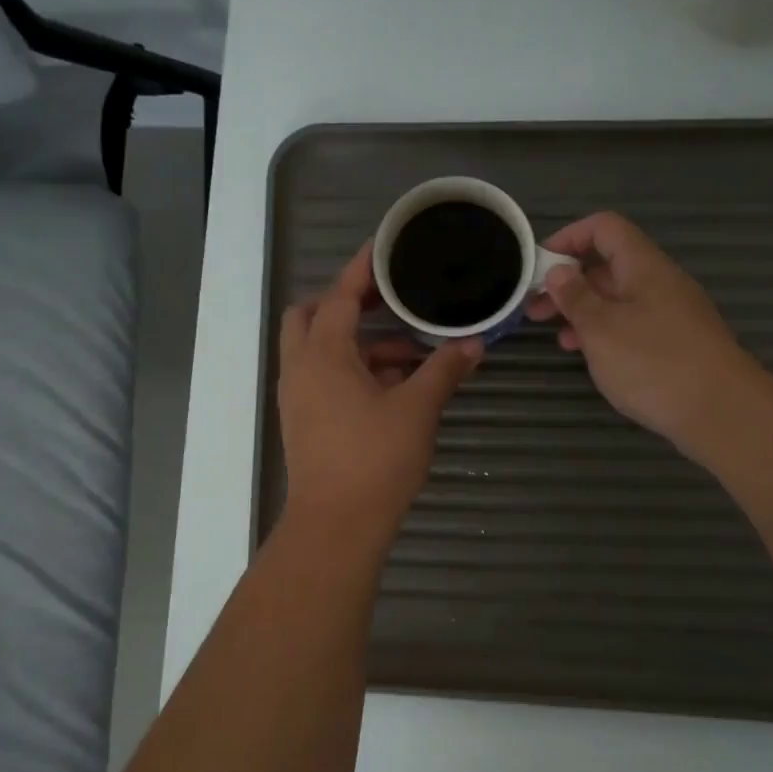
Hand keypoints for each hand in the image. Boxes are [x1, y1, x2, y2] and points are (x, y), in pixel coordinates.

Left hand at [279, 244, 482, 539]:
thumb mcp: (418, 409)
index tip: (385, 246)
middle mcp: (301, 368)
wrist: (336, 525)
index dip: (363, 268)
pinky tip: (395, 384)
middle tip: (390, 299)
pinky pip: (325, 377)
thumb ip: (444, 370)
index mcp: (323, 354)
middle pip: (313, 315)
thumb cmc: (375, 460)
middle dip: (348, 302)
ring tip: (411, 350)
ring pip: (321, 350)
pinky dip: (354, 369)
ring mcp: (298, 396)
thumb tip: (474, 344)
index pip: (340, 295)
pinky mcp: (305, 420)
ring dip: (359, 342)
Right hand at [526, 212, 757, 455]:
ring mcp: (670, 313)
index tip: (539, 266)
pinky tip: (587, 354)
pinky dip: (604, 332)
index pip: (604, 227)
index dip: (568, 237)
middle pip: (608, 264)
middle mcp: (658, 281)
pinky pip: (631, 324)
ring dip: (582, 310)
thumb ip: (576, 297)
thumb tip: (559, 271)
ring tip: (555, 334)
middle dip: (567, 281)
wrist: (721, 411)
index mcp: (642, 265)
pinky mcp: (674, 343)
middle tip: (533, 308)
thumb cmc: (654, 363)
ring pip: (617, 298)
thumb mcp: (601, 328)